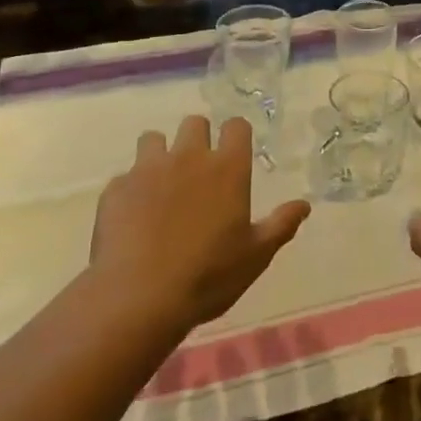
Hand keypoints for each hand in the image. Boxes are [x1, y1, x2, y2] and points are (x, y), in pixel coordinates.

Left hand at [89, 116, 309, 333]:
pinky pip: (124, 177)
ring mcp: (148, 169)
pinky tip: (132, 218)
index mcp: (227, 168)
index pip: (236, 126)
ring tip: (160, 185)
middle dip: (197, 138)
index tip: (234, 152)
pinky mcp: (116, 188)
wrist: (138, 297)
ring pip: (153, 139)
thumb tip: (304, 204)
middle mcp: (189, 157)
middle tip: (197, 170)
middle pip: (194, 123)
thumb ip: (281, 225)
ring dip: (159, 154)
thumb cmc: (208, 276)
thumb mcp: (256, 256)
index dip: (236, 135)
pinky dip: (131, 190)